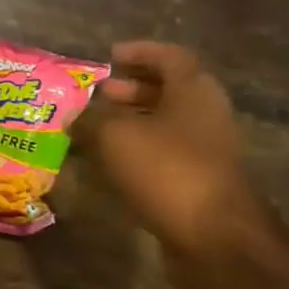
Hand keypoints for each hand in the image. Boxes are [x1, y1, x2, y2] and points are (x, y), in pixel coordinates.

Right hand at [75, 41, 270, 263]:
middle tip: (97, 96)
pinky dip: (136, 153)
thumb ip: (91, 120)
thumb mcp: (116, 137)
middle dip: (130, 90)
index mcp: (193, 90)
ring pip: (163, 125)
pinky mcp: (198, 181)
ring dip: (130, 124)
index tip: (109, 56)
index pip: (168, 56)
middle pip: (167, 91)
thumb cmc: (167, 170)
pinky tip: (108, 165)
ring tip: (93, 131)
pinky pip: (163, 155)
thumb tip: (74, 117)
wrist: (213, 236)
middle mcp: (205, 114)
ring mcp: (205, 150)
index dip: (139, 52)